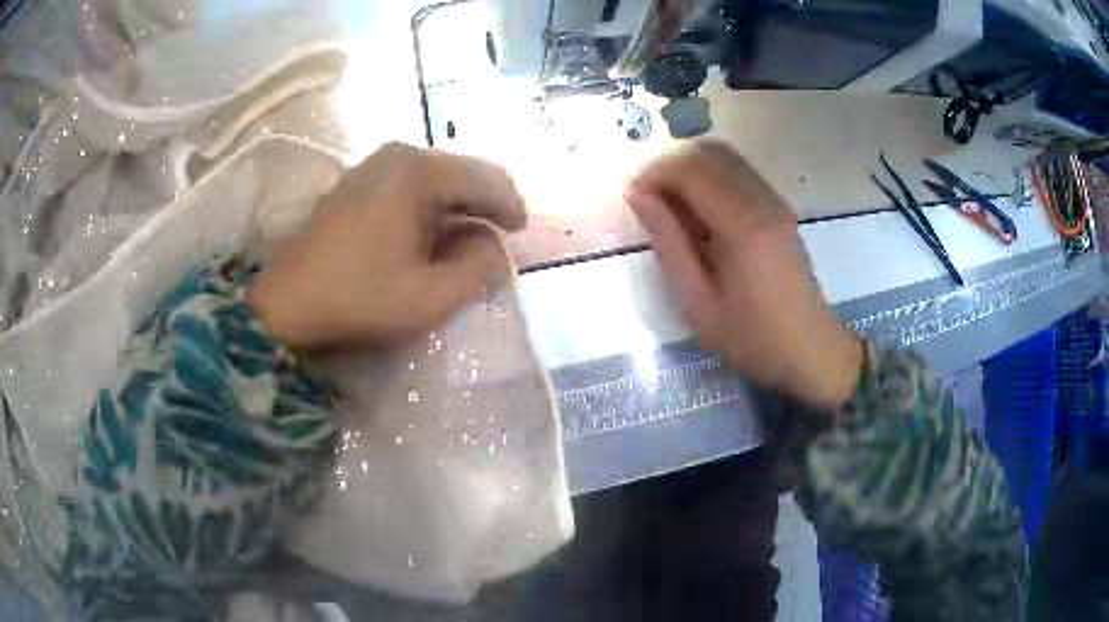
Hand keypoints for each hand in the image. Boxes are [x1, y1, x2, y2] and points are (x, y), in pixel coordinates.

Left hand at [248, 143, 526, 347]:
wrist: (284, 304)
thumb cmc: (358, 299)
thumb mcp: (430, 297)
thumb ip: (479, 270)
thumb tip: (494, 248)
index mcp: (419, 172)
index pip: (486, 177)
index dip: (511, 205)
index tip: (520, 234)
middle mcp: (397, 155)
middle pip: (461, 172)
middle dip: (483, 206)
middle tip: (495, 241)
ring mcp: (371, 165)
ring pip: (435, 178)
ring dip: (455, 208)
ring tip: (463, 243)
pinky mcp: (355, 182)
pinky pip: (408, 185)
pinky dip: (428, 207)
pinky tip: (427, 235)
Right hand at [626, 141, 862, 410]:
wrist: (812, 352)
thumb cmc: (752, 339)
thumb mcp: (698, 304)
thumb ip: (668, 244)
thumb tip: (639, 198)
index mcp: (743, 227)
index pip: (690, 170)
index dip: (654, 174)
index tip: (633, 197)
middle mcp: (763, 202)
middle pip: (709, 153)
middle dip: (670, 166)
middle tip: (649, 198)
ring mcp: (777, 203)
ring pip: (726, 157)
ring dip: (692, 170)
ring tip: (672, 205)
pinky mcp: (782, 209)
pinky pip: (741, 173)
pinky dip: (713, 178)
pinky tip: (701, 212)